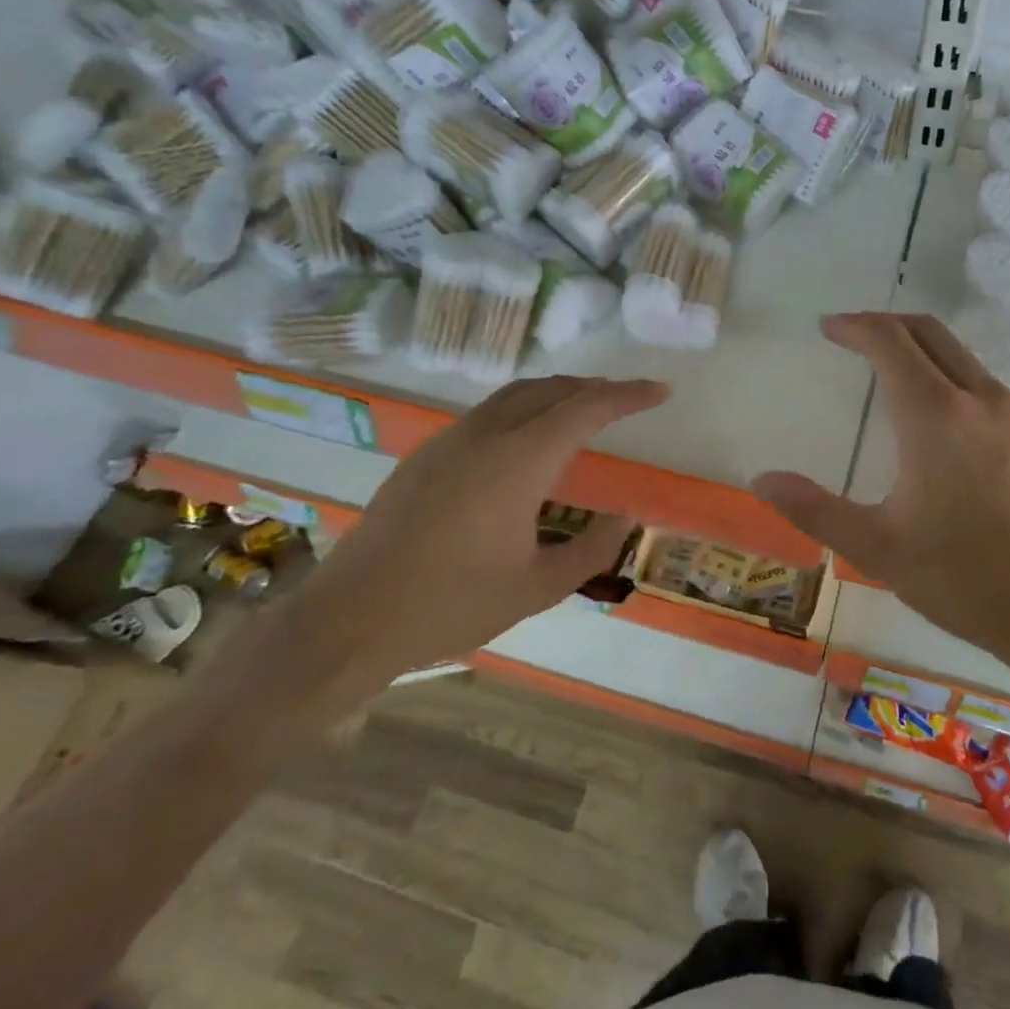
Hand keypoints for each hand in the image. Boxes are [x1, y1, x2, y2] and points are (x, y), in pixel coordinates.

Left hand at [263, 375, 668, 711]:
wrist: (348, 620)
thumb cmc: (451, 606)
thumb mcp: (537, 588)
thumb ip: (592, 549)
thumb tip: (627, 518)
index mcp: (518, 462)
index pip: (586, 409)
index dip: (628, 395)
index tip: (661, 391)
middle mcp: (484, 436)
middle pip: (549, 390)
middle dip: (594, 388)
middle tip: (627, 400)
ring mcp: (448, 442)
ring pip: (513, 396)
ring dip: (555, 394)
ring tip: (583, 411)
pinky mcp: (424, 457)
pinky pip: (487, 414)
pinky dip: (523, 410)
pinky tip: (527, 441)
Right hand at [753, 313, 1009, 697]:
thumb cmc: (965, 580)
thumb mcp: (877, 549)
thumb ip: (814, 509)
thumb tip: (762, 480)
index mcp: (936, 415)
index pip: (891, 342)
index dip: (855, 326)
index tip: (828, 327)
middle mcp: (981, 400)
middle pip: (930, 332)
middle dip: (887, 324)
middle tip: (852, 336)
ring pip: (962, 357)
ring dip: (921, 349)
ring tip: (888, 373)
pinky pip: (985, 386)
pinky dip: (950, 377)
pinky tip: (939, 420)